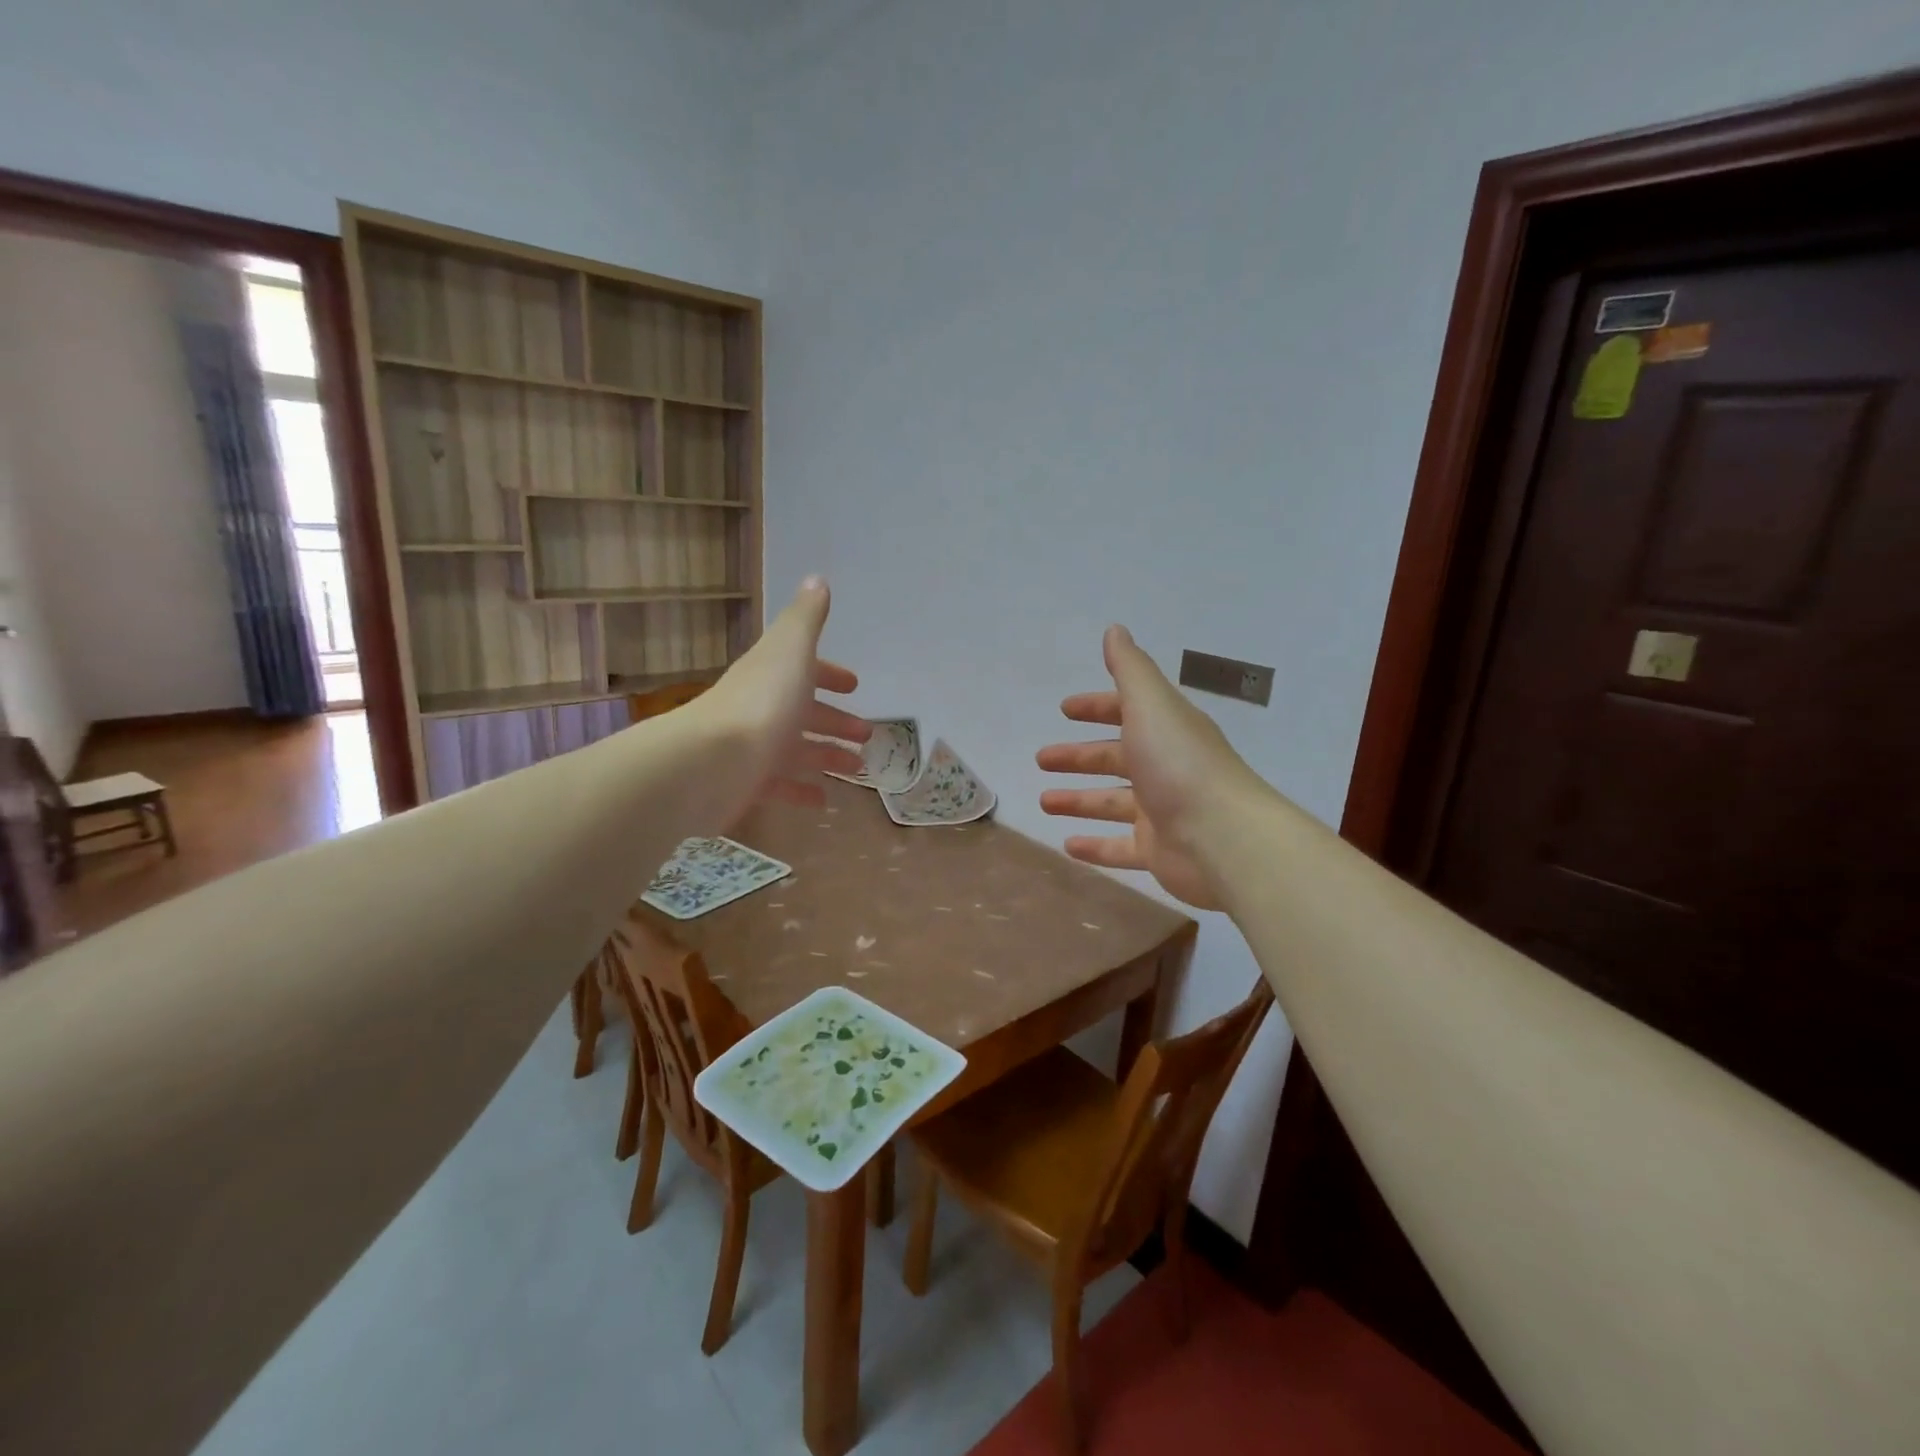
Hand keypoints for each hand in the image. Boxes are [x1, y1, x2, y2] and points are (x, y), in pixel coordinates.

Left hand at [698, 576, 870, 818]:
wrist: (711, 762)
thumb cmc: (763, 702)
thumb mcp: (791, 650)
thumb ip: (807, 618)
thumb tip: (818, 580)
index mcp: (774, 674)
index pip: (804, 669)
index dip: (829, 674)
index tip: (854, 686)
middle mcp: (762, 707)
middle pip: (804, 712)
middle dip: (835, 720)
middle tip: (866, 735)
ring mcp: (754, 746)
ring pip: (797, 750)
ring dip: (828, 756)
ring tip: (858, 769)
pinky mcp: (747, 783)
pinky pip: (781, 786)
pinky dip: (803, 791)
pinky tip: (824, 800)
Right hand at [1037, 626, 1260, 910]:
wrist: (1223, 837)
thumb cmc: (1180, 764)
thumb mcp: (1151, 705)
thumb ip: (1130, 668)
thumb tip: (1115, 629)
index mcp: (1165, 730)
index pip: (1126, 712)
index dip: (1096, 708)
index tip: (1065, 710)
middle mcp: (1164, 767)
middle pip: (1114, 758)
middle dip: (1078, 757)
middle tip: (1042, 759)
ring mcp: (1162, 811)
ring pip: (1112, 803)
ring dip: (1078, 800)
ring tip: (1045, 802)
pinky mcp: (1158, 851)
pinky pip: (1119, 847)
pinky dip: (1095, 846)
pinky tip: (1067, 846)